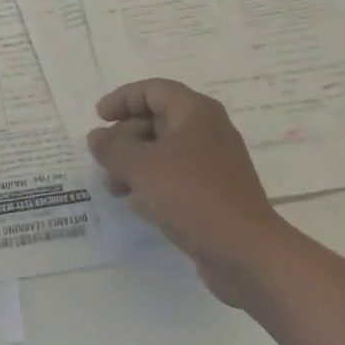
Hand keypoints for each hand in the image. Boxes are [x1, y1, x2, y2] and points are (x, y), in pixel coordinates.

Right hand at [87, 80, 282, 308]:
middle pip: (157, 120)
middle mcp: (208, 131)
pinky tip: (138, 206)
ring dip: (135, 164)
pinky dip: (154, 184)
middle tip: (104, 158)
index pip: (152, 90)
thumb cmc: (191, 195)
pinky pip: (177, 178)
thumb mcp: (140, 166)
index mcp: (195, 111)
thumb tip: (97, 137)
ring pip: (165, 152)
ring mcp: (214, 165)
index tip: (99, 118)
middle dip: (125, 138)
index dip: (122, 99)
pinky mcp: (216, 195)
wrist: (247, 254)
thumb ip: (112, 147)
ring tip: (114, 187)